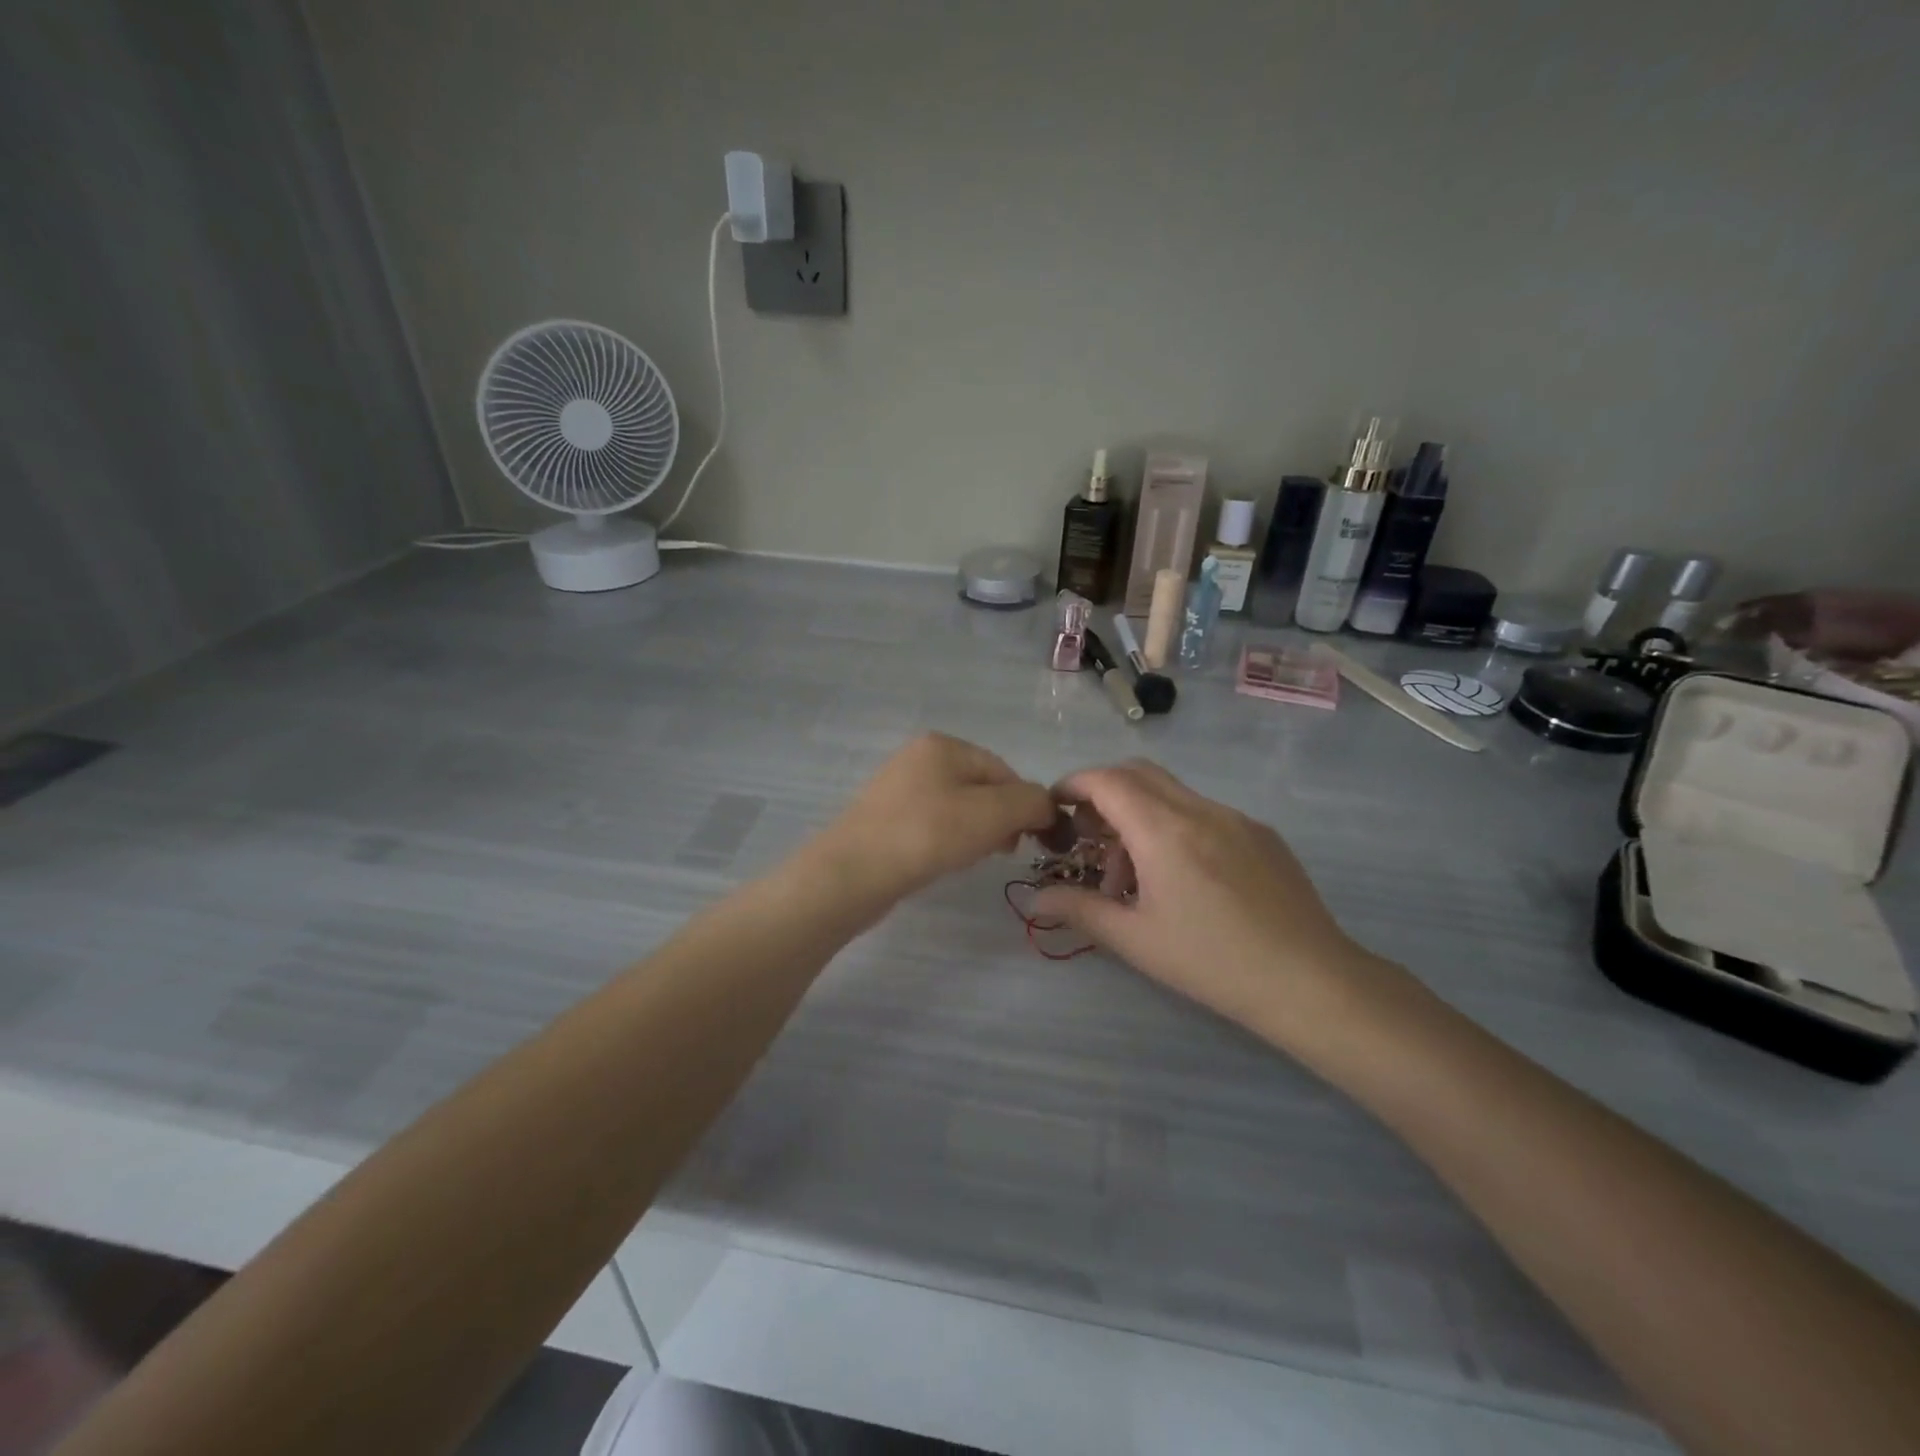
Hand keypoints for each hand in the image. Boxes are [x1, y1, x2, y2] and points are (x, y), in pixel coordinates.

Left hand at [814, 733, 1055, 906]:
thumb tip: (1046, 807)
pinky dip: (948, 841)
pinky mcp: (885, 818)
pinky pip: (933, 824)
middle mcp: (919, 757)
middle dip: (1000, 820)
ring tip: (970, 859)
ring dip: (976, 833)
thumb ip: (1031, 803)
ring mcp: (898, 787)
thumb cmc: (927, 835)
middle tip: (1002, 852)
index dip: (1025, 806)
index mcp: (944, 744)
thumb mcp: (993, 814)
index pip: (1005, 771)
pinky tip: (944, 862)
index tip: (1028, 840)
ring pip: (958, 808)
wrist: (852, 873)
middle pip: (982, 788)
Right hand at [1031, 760, 1406, 1058]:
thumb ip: (1080, 910)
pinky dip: (1175, 826)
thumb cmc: (1213, 962)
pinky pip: (1204, 812)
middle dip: (1104, 794)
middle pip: (1138, 773)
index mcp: (1164, 830)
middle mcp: (1199, 809)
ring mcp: (1235, 818)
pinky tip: (1184, 879)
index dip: (1074, 784)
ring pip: (1172, 794)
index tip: (1056, 806)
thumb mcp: (1136, 940)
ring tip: (1136, 877)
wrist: (1310, 981)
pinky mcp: (1261, 833)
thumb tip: (1036, 898)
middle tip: (1089, 837)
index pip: (1107, 780)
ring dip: (1140, 816)